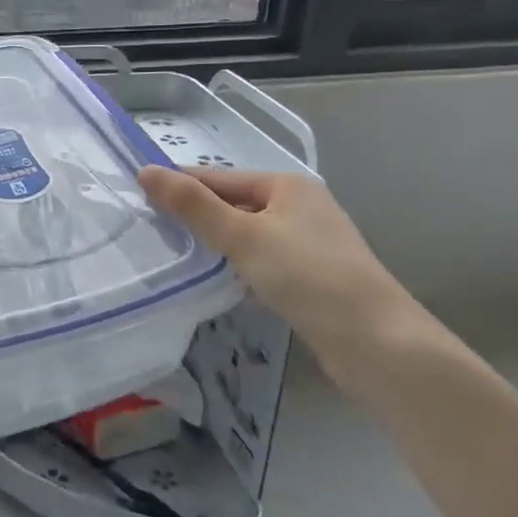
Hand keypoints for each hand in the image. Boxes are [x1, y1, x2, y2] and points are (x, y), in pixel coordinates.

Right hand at [138, 166, 420, 375]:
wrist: (378, 344)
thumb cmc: (308, 277)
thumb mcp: (243, 236)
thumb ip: (193, 206)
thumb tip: (145, 172)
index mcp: (287, 185)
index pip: (219, 178)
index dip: (180, 186)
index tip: (139, 198)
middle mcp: (301, 207)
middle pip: (234, 205)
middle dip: (197, 218)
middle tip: (150, 231)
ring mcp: (309, 244)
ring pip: (247, 237)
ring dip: (216, 246)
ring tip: (175, 257)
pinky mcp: (312, 279)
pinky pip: (262, 263)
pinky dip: (238, 269)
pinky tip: (218, 285)